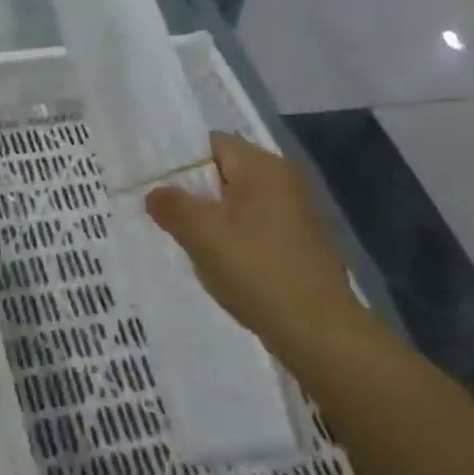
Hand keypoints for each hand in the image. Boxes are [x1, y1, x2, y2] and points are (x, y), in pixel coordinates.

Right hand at [144, 132, 365, 355]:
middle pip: (226, 173)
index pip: (212, 144)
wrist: (318, 330)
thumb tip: (155, 193)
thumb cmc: (255, 268)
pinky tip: (220, 263)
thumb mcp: (200, 233)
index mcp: (262, 166)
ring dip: (214, 219)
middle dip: (195, 192)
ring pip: (240, 203)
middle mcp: (285, 180)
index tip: (156, 183)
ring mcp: (298, 213)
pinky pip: (257, 228)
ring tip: (187, 240)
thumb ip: (171, 205)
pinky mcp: (302, 244)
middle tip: (164, 212)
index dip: (180, 161)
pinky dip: (236, 238)